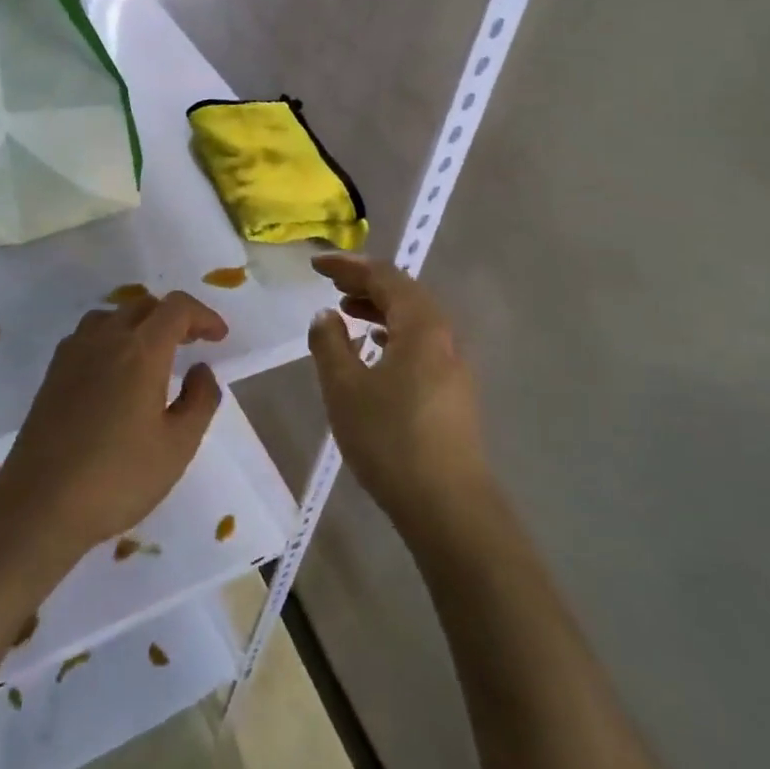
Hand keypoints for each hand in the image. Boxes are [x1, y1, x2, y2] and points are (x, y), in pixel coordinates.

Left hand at [0, 291, 229, 562]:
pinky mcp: (52, 374)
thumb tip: (201, 369)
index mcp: (141, 350)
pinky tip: (116, 373)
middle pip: (144, 305)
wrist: (39, 506)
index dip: (203, 315)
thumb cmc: (118, 478)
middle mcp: (104, 339)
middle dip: (174, 318)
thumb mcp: (178, 446)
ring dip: (139, 324)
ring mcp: (73, 354)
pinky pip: (88, 336)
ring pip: (112, 316)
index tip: (219, 338)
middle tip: (193, 344)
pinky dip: (112, 338)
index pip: (176, 307)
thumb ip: (200, 400)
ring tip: (154, 355)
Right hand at [307, 256, 489, 536]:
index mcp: (421, 325)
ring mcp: (452, 364)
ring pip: (413, 320)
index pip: (384, 277)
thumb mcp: (344, 387)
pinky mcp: (452, 391)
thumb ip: (329, 343)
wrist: (447, 504)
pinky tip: (374, 350)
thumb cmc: (390, 438)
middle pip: (404, 294)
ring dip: (379, 309)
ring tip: (346, 311)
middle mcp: (443, 336)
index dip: (348, 266)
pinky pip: (419, 343)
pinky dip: (392, 334)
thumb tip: (326, 315)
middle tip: (331, 283)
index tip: (316, 264)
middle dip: (365, 283)